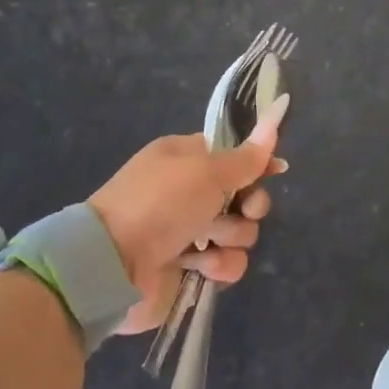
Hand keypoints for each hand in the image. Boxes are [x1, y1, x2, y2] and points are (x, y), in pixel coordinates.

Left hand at [89, 95, 289, 334]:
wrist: (112, 265)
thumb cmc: (160, 202)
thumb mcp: (207, 170)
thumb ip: (246, 155)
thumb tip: (275, 118)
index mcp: (187, 158)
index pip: (234, 155)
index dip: (256, 163)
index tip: (275, 170)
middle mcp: (189, 192)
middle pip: (243, 194)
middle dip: (250, 204)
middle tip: (245, 209)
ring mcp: (189, 233)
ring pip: (239, 231)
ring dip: (231, 237)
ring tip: (209, 242)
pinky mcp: (190, 270)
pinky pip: (226, 264)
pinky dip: (219, 266)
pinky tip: (203, 267)